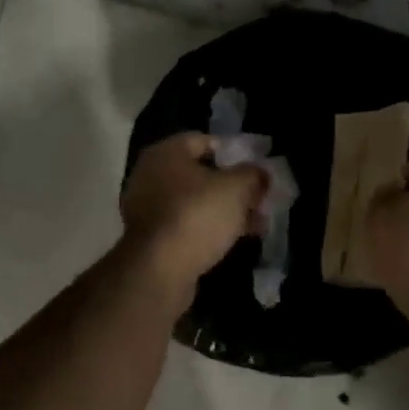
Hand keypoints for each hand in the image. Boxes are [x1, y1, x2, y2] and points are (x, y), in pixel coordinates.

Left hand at [120, 133, 265, 299]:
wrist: (160, 269)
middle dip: (232, 186)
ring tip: (256, 222)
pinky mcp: (151, 237)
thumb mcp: (236, 189)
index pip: (204, 140)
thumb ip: (253, 174)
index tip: (256, 167)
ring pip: (195, 201)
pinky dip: (209, 228)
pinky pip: (187, 224)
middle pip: (200, 173)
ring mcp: (147, 207)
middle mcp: (151, 174)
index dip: (234, 151)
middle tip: (259, 198)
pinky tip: (235, 239)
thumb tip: (261, 172)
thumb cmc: (198, 215)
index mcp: (166, 153)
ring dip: (224, 210)